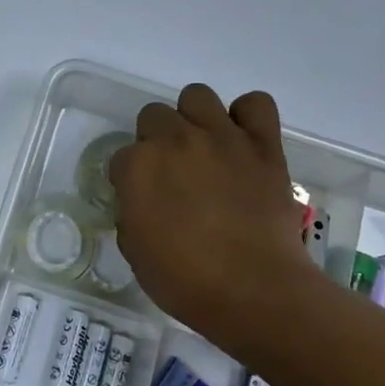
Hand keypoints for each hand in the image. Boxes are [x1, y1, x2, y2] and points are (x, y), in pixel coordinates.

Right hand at [109, 84, 315, 331]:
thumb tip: (143, 203)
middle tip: (173, 172)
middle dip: (157, 141)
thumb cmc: (186, 281)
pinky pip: (256, 103)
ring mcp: (221, 137)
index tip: (143, 199)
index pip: (122, 157)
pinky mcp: (262, 144)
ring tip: (205, 148)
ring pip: (197, 95)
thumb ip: (132, 215)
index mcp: (139, 167)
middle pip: (154, 115)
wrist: (254, 290)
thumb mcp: (136, 253)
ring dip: (195, 119)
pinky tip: (243, 141)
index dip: (130, 179)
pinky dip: (248, 117)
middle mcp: (176, 140)